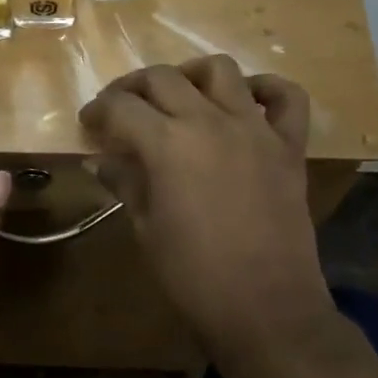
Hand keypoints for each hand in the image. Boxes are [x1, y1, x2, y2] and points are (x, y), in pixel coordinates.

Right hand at [79, 57, 336, 377]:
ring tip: (178, 96)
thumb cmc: (192, 275)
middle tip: (121, 109)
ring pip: (219, 71)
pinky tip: (245, 101)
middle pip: (163, 78)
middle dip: (132, 88)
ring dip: (190, 76)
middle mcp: (210, 121)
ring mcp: (255, 129)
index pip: (121, 107)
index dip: (98, 111)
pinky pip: (286, 97)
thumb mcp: (146, 228)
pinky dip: (264, 89)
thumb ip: (125, 183)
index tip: (89, 124)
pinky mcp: (288, 146)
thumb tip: (102, 160)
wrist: (264, 307)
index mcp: (167, 144)